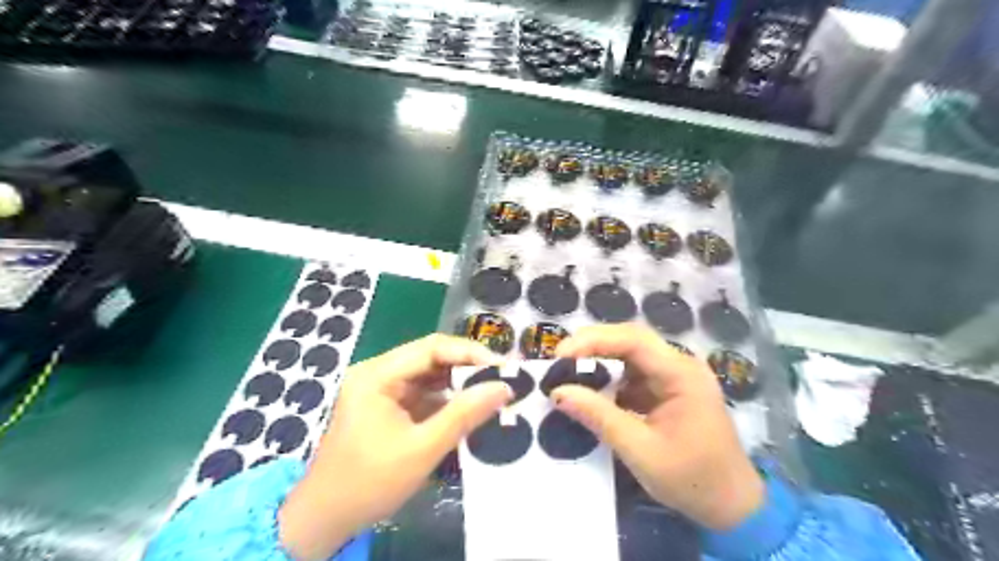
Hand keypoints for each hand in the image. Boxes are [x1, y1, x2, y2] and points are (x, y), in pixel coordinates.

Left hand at [275, 336, 510, 558]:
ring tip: (493, 390)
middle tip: (503, 378)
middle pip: (431, 357)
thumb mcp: (422, 449)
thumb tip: (503, 388)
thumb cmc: (369, 482)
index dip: (471, 353)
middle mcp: (378, 372)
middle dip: (468, 366)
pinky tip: (471, 407)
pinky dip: (448, 399)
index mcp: (377, 374)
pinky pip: (424, 392)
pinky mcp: (388, 405)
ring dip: (460, 382)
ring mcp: (382, 388)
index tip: (504, 367)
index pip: (432, 348)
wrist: (325, 518)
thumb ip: (464, 415)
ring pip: (430, 374)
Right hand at [554, 324, 767, 529]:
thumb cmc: (691, 479)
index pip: (633, 340)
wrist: (733, 506)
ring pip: (631, 353)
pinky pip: (635, 373)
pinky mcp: (669, 388)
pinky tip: (592, 389)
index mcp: (682, 375)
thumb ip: (598, 417)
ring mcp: (676, 375)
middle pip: (632, 339)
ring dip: (600, 359)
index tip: (561, 355)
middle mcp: (681, 365)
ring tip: (569, 370)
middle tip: (560, 358)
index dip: (594, 341)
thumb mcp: (640, 450)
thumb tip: (557, 392)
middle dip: (594, 344)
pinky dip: (611, 378)